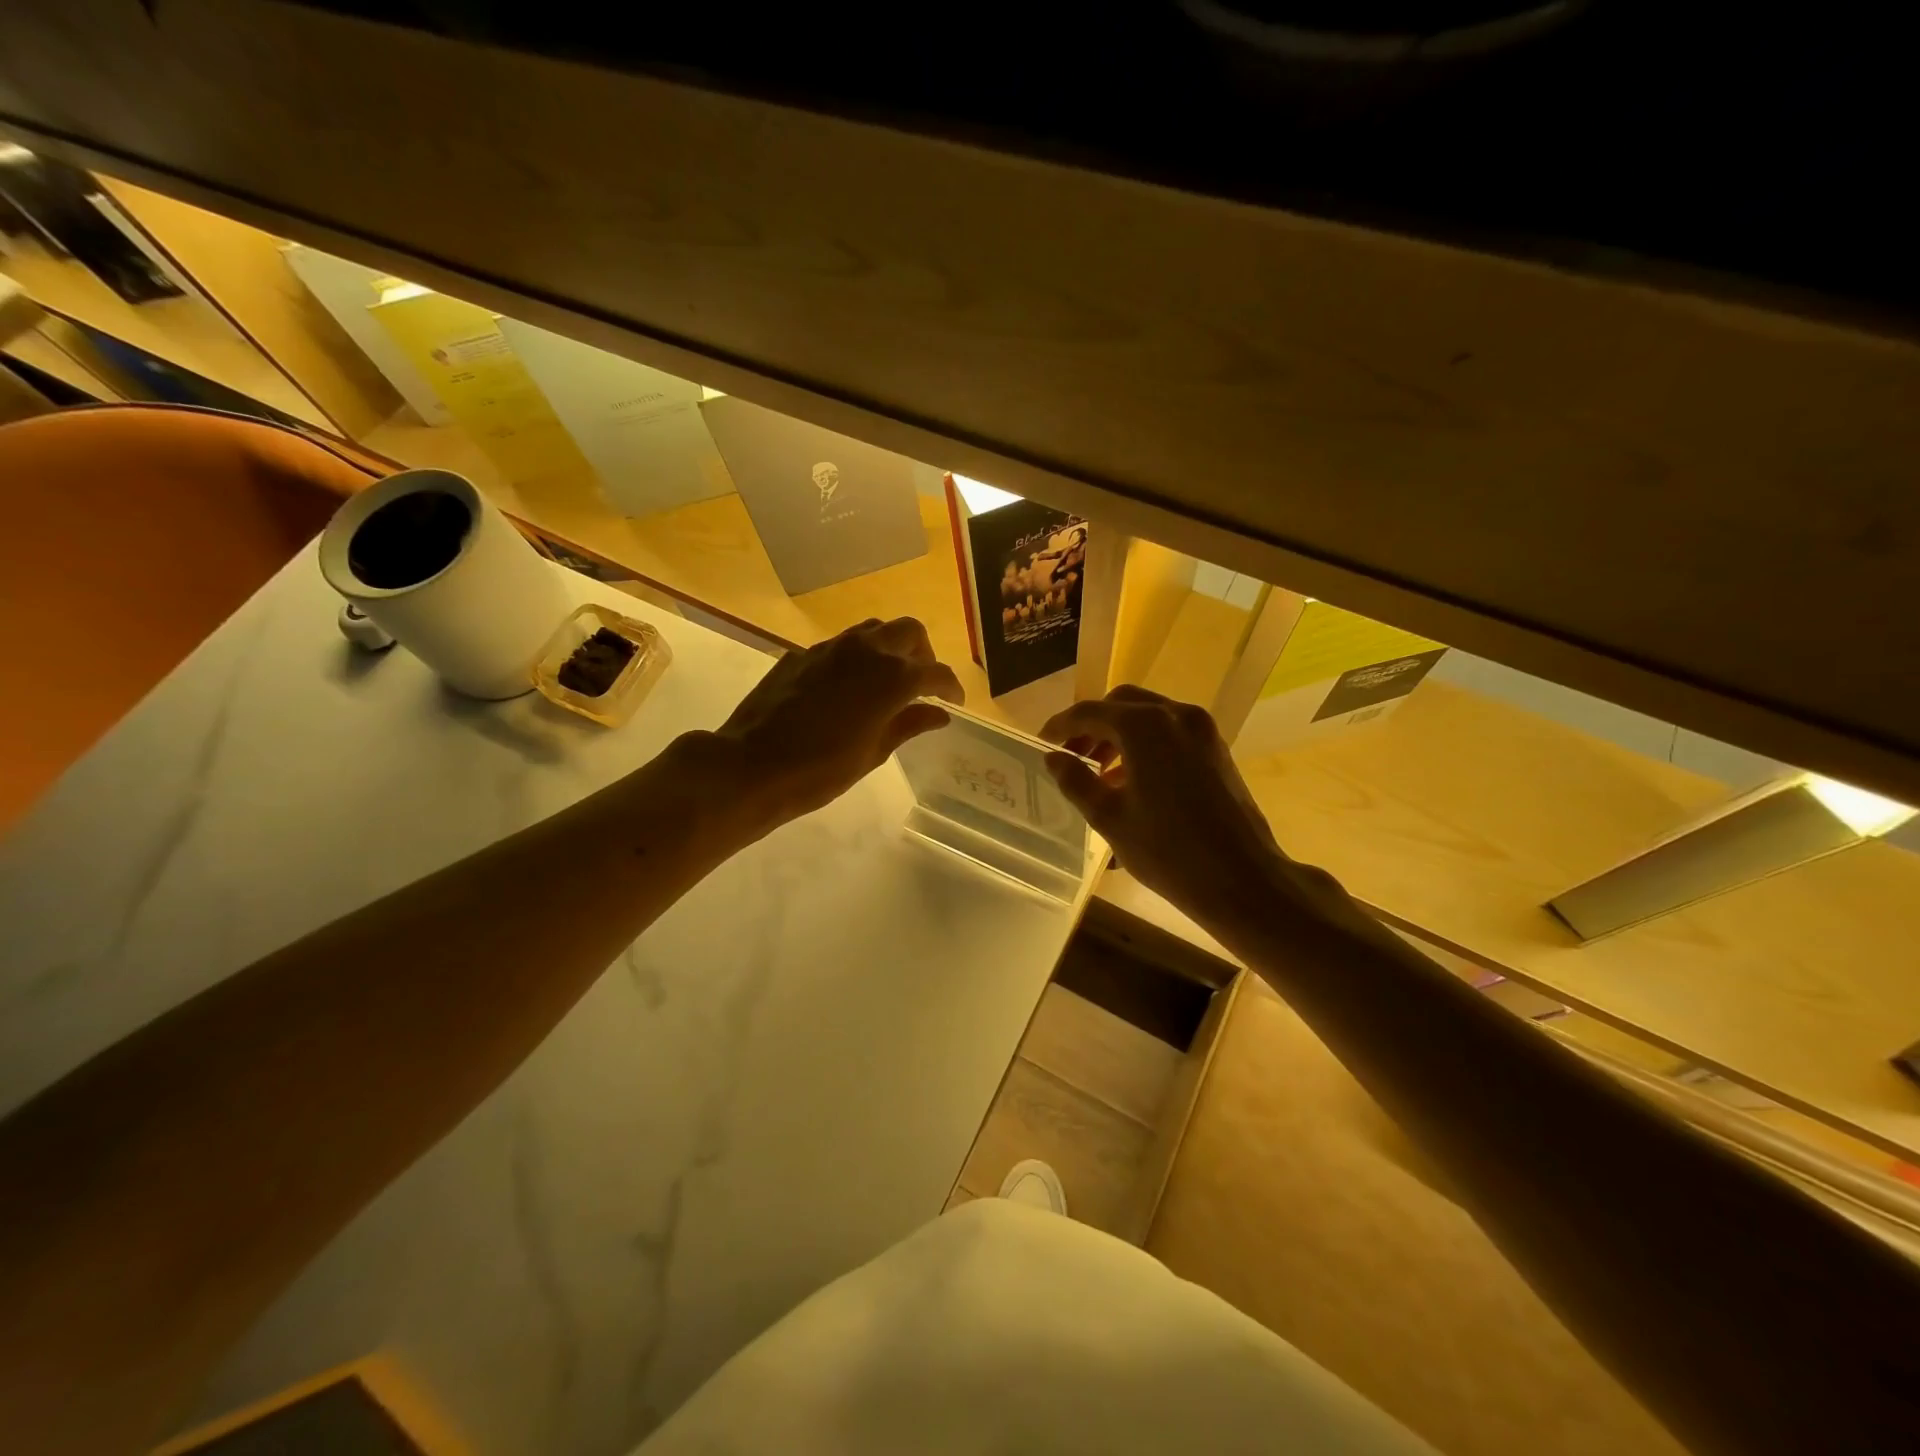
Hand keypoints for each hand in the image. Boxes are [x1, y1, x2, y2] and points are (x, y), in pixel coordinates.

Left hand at [709, 617, 963, 827]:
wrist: (752, 765)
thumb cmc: (820, 770)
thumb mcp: (873, 753)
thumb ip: (909, 725)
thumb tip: (939, 713)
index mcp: (891, 678)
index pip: (935, 672)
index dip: (950, 686)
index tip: (954, 702)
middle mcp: (865, 651)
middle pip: (909, 632)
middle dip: (923, 654)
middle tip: (921, 684)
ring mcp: (830, 648)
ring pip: (874, 630)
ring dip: (890, 648)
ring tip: (887, 680)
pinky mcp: (803, 654)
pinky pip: (841, 645)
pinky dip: (857, 658)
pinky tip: (847, 688)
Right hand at [1041, 687, 1330, 932]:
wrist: (1242, 878)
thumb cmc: (1167, 850)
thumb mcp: (1109, 817)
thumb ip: (1075, 780)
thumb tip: (1055, 758)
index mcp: (1144, 726)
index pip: (1090, 712)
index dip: (1061, 726)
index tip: (1042, 743)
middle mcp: (1175, 715)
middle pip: (1122, 704)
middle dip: (1092, 725)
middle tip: (1071, 755)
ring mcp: (1201, 729)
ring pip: (1148, 715)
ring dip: (1119, 734)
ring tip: (1098, 773)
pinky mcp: (1216, 748)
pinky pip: (1171, 732)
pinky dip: (1145, 743)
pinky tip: (1132, 780)